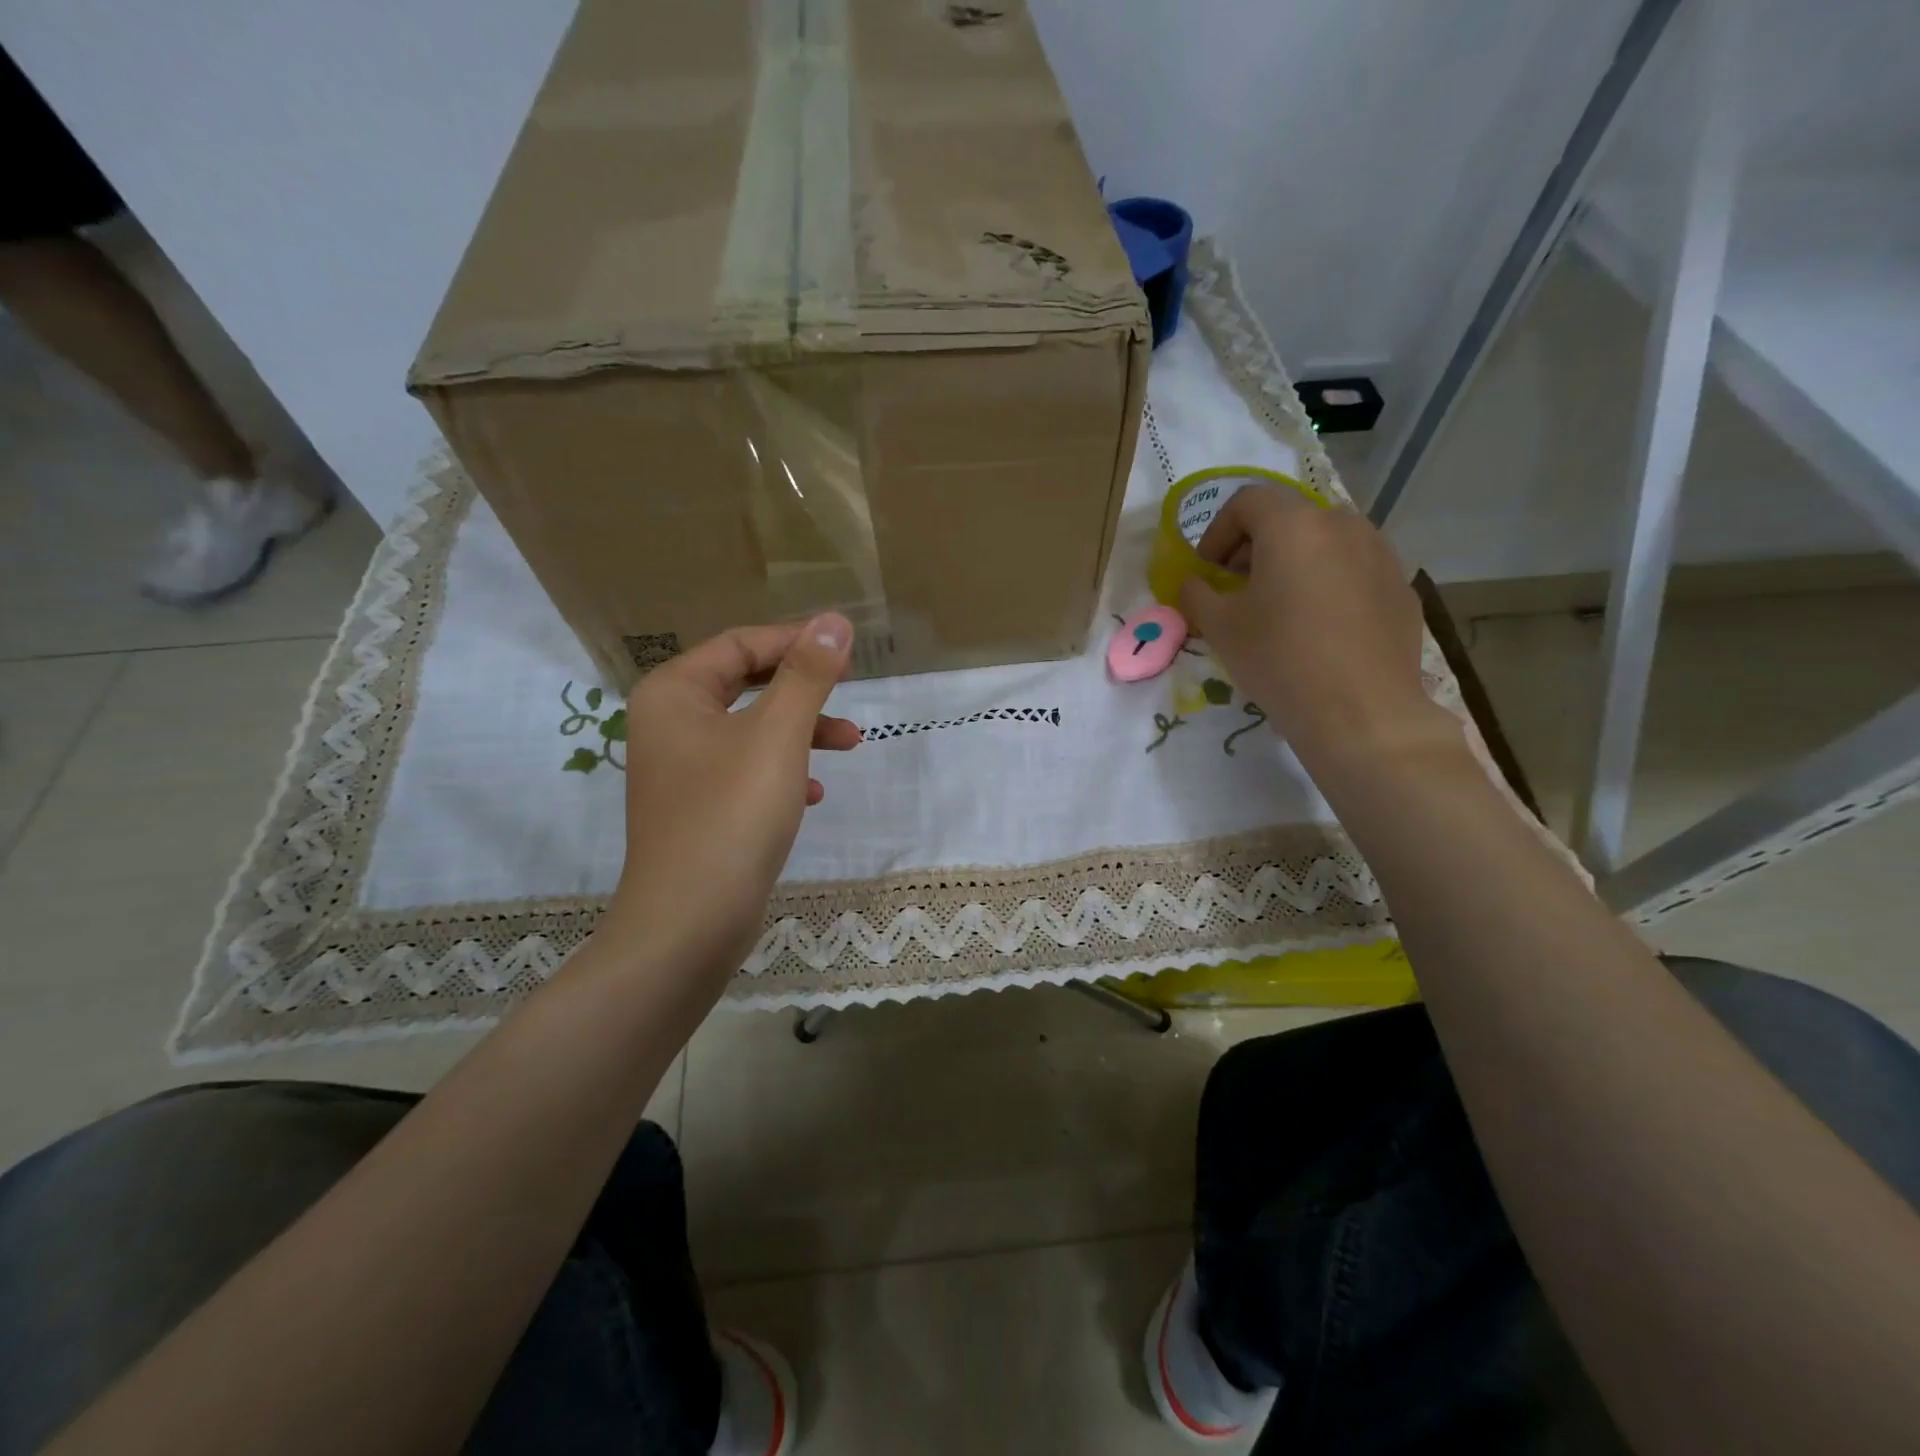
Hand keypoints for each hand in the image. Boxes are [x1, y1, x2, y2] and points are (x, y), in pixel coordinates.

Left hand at [602, 616, 859, 1002]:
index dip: (796, 641)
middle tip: (849, 690)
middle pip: (745, 684)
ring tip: (851, 746)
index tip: (848, 650)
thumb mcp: (779, 735)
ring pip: (751, 730)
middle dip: (803, 689)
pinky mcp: (697, 807)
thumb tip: (835, 621)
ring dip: (801, 731)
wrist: (690, 922)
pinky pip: (745, 770)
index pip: (741, 644)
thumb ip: (807, 674)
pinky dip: (782, 772)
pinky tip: (814, 795)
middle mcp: (669, 723)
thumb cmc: (732, 815)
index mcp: (674, 693)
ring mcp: (680, 769)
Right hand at [1179, 486, 1453, 771]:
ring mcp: (1381, 554)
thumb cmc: (1280, 660)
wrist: (1361, 712)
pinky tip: (1320, 628)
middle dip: (1256, 546)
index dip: (1218, 531)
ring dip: (1295, 562)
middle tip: (1238, 588)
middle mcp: (1343, 525)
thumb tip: (1194, 583)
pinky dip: (1329, 583)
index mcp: (1294, 526)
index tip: (1208, 570)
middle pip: (1290, 517)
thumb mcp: (1220, 628)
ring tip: (1281, 606)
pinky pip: (1355, 569)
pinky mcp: (1401, 587)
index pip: (1247, 501)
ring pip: (1326, 541)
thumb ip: (1196, 594)